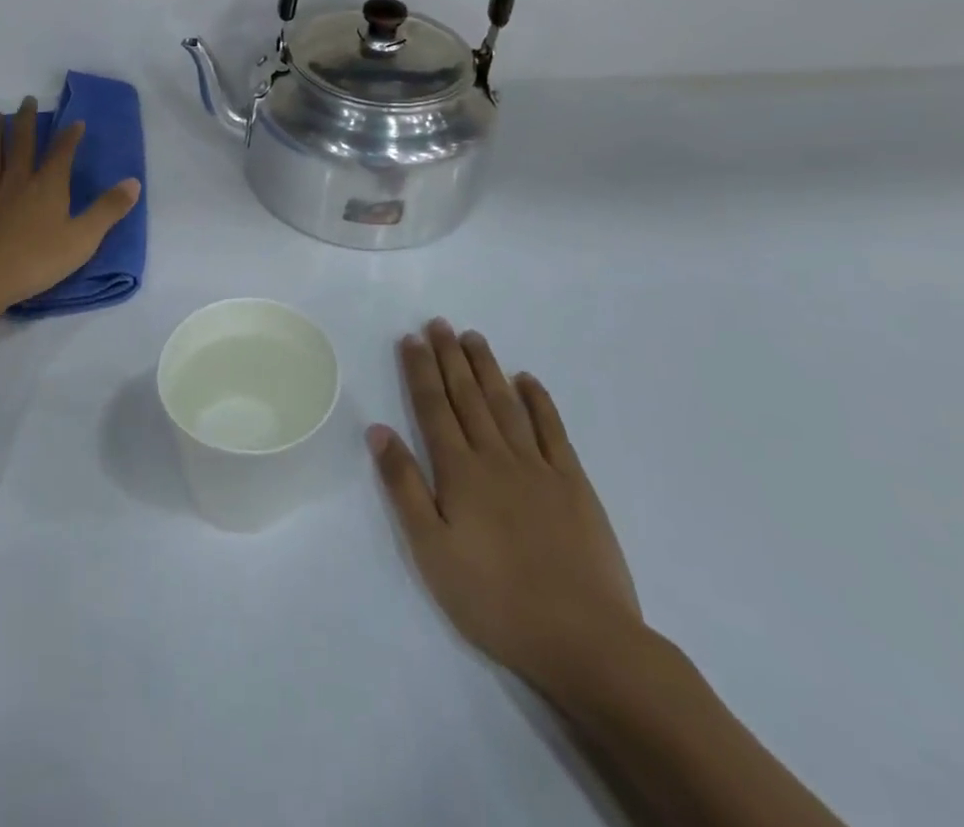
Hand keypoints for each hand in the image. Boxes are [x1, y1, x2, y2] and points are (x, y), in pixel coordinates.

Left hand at [0, 97, 140, 318]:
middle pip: (21, 145)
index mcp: (48, 187)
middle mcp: (17, 182)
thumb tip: (134, 181)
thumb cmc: (37, 261)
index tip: (75, 121)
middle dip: (25, 121)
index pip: (61, 154)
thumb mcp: (83, 239)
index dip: (69, 136)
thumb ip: (108, 210)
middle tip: (26, 100)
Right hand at [368, 320, 643, 706]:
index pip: (433, 407)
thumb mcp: (431, 550)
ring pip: (505, 404)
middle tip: (439, 323)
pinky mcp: (574, 485)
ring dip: (487, 368)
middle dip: (450, 357)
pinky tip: (527, 380)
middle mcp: (496, 456)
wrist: (584, 640)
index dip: (420, 370)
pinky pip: (553, 430)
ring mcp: (539, 468)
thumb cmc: (494, 599)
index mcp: (459, 471)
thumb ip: (404, 486)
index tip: (411, 338)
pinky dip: (539, 401)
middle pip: (467, 396)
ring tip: (473, 337)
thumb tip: (378, 430)